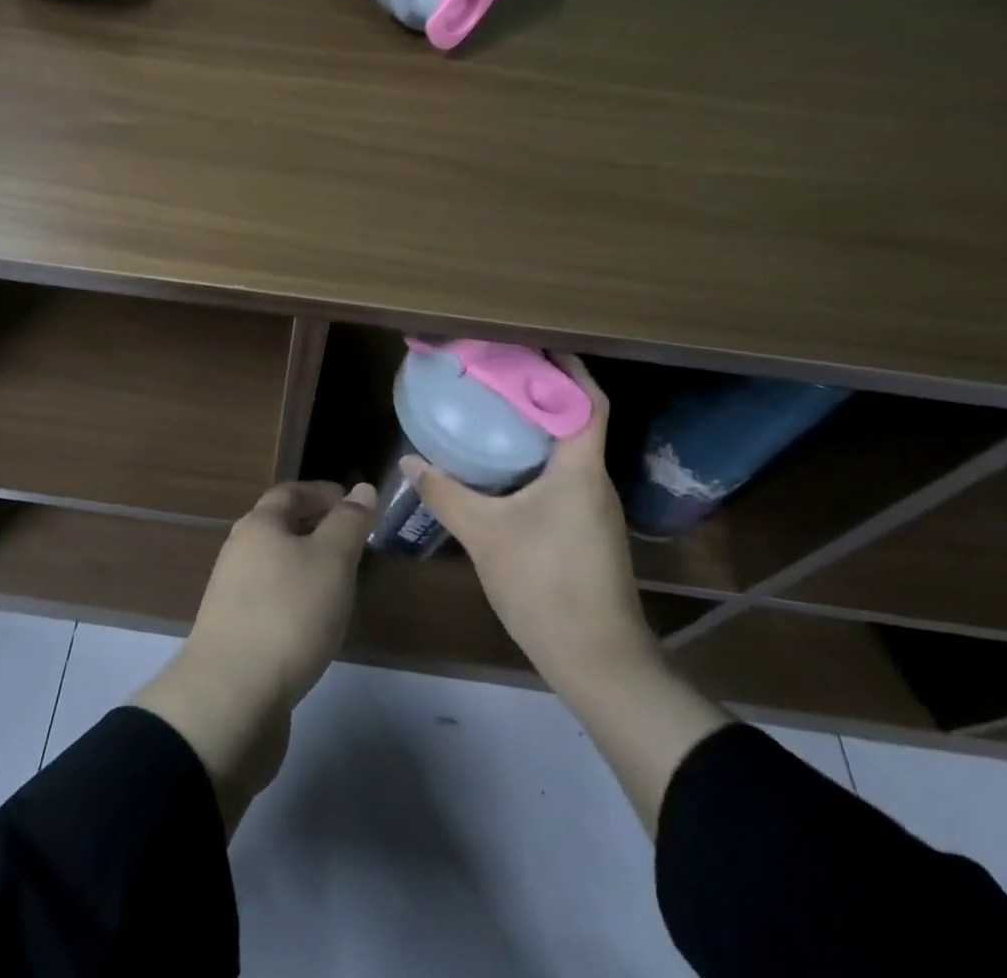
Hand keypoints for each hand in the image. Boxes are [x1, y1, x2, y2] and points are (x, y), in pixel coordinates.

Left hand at [132, 481, 375, 833]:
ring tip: (342, 581)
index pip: (290, 492)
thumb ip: (349, 523)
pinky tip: (316, 621)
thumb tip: (362, 488)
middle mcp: (240, 551)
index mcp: (259, 525)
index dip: (323, 492)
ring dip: (307, 565)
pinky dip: (296, 598)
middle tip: (355, 542)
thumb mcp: (332, 560)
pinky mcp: (235, 632)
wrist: (231, 696)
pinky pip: (271, 599)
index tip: (355, 503)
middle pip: (279, 527)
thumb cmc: (288, 613)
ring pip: (276, 564)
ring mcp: (233, 594)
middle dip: (316, 528)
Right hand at [404, 356, 655, 694]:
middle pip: (577, 419)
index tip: (533, 345)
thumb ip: (446, 493)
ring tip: (495, 410)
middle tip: (498, 373)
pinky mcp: (587, 532)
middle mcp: (594, 481)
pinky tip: (504, 467)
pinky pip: (564, 476)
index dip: (568, 368)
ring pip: (569, 450)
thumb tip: (409, 460)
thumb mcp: (484, 534)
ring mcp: (594, 509)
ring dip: (539, 425)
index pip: (587, 401)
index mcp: (580, 469)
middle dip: (543, 391)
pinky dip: (537, 458)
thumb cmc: (544, 584)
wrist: (596, 660)